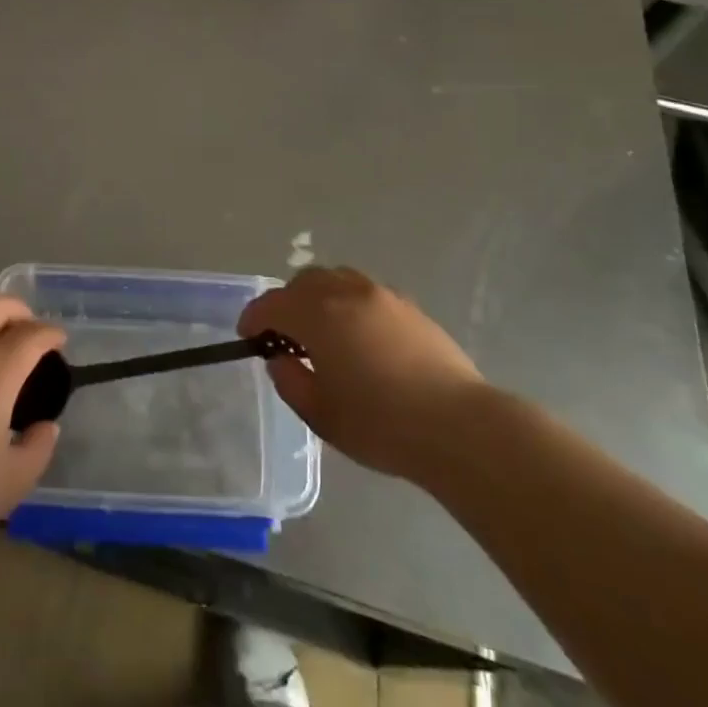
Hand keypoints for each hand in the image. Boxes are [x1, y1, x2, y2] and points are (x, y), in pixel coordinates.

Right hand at [238, 266, 484, 482]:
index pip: (272, 304)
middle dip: (286, 304)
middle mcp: (346, 292)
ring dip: (319, 299)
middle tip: (285, 337)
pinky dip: (349, 304)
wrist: (459, 426)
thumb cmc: (381, 424)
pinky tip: (360, 338)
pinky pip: (364, 293)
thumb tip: (281, 360)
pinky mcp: (409, 307)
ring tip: (323, 333)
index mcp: (318, 314)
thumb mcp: (321, 414)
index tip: (248, 336)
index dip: (254, 318)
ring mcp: (381, 295)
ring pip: (336, 280)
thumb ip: (290, 381)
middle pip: (303, 282)